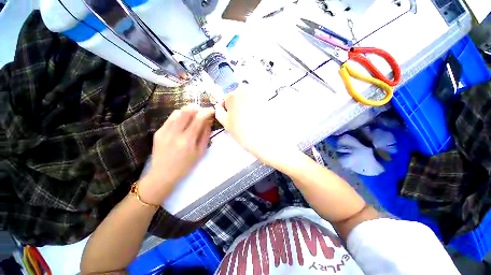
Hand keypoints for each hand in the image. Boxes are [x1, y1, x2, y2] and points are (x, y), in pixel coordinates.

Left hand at [139, 105, 214, 204]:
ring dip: (188, 111)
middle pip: (186, 110)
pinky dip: (179, 117)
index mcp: (187, 140)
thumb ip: (205, 135)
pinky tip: (183, 123)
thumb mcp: (200, 152)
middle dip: (197, 107)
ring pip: (177, 112)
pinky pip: (170, 118)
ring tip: (193, 117)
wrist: (163, 174)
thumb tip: (208, 121)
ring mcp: (164, 131)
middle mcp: (175, 133)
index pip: (199, 118)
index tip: (212, 110)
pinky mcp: (158, 132)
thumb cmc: (186, 165)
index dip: (207, 111)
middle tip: (202, 111)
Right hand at [214, 87, 299, 166]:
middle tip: (240, 118)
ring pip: (247, 96)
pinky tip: (257, 115)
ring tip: (249, 117)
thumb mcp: (226, 124)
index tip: (230, 117)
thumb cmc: (243, 132)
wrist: (265, 138)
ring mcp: (256, 92)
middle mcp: (244, 90)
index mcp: (232, 96)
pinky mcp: (266, 97)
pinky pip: (257, 99)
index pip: (225, 99)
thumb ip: (220, 113)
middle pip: (237, 96)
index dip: (227, 109)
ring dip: (246, 104)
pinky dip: (255, 105)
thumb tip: (220, 107)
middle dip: (236, 105)